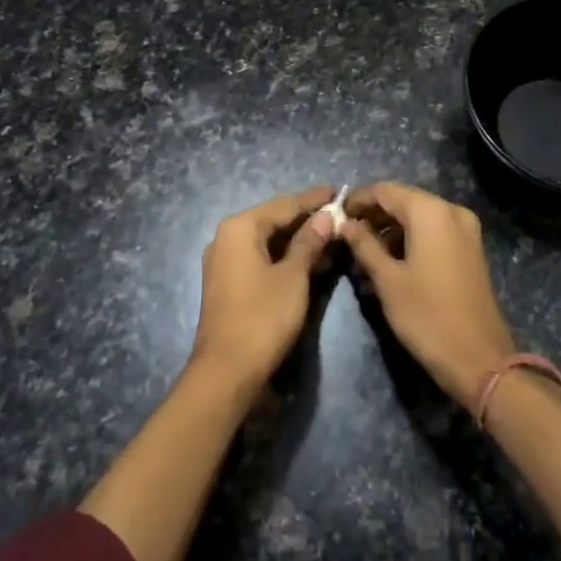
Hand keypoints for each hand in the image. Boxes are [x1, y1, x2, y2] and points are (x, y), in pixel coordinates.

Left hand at [190, 186, 337, 389]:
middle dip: (305, 218)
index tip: (336, 190)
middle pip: (272, 220)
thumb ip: (309, 242)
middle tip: (336, 212)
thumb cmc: (263, 317)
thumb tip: (326, 216)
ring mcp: (224, 262)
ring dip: (296, 239)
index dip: (312, 199)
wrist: (227, 371)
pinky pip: (259, 258)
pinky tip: (307, 260)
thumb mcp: (293, 277)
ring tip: (329, 234)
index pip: (283, 205)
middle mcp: (226, 238)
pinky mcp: (227, 283)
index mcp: (239, 227)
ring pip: (266, 241)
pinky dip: (283, 257)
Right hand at [343, 182, 517, 407]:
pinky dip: (409, 241)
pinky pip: (432, 233)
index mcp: (430, 212)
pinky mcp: (469, 249)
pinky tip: (388, 264)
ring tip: (362, 256)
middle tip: (346, 237)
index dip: (357, 200)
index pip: (385, 190)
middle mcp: (451, 211)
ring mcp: (465, 230)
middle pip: (403, 200)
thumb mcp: (387, 280)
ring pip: (417, 218)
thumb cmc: (426, 316)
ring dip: (389, 231)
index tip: (335, 216)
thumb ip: (364, 244)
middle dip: (373, 216)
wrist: (479, 359)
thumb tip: (345, 224)